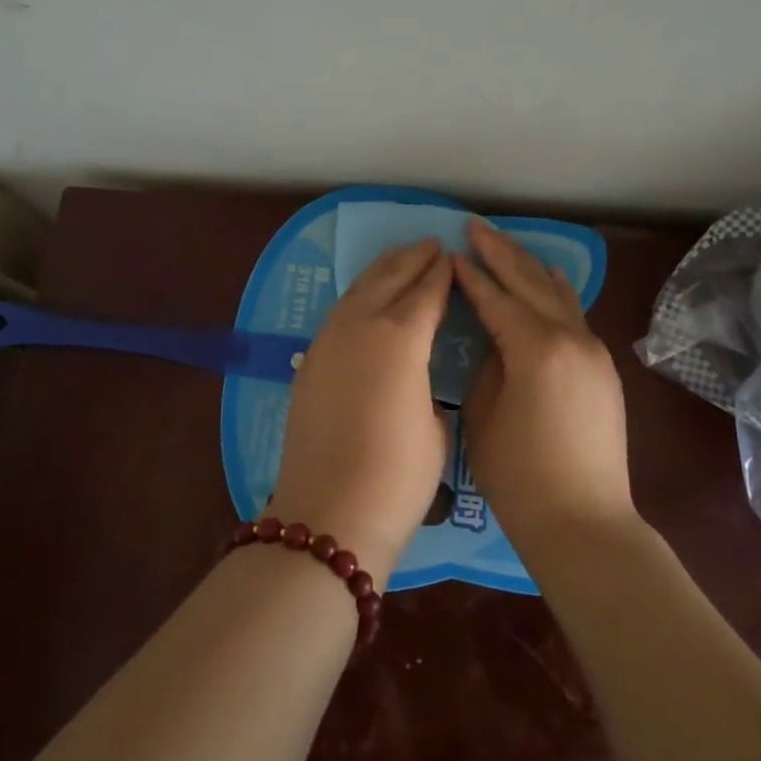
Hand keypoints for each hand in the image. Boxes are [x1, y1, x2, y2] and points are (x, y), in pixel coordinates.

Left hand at [266, 239, 451, 572]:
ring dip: (381, 271)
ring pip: (358, 290)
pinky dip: (358, 296)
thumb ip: (428, 387)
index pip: (426, 293)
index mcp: (400, 338)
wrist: (329, 515)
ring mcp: (328, 342)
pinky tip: (365, 298)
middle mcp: (361, 326)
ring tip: (398, 257)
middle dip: (411, 259)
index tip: (451, 256)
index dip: (441, 273)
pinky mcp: (309, 362)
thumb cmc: (398, 478)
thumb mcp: (436, 429)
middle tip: (430, 245)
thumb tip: (417, 378)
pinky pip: (339, 313)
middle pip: (388, 279)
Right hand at [455, 218, 634, 553]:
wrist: (584, 523)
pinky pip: (574, 314)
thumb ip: (487, 365)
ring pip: (557, 293)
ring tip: (504, 244)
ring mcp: (593, 351)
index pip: (496, 298)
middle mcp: (571, 338)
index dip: (470, 275)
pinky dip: (554, 292)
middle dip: (500, 252)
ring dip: (529, 266)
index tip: (450, 252)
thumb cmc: (520, 476)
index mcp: (536, 347)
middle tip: (474, 226)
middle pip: (530, 282)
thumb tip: (494, 339)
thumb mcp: (484, 415)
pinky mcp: (602, 368)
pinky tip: (547, 279)